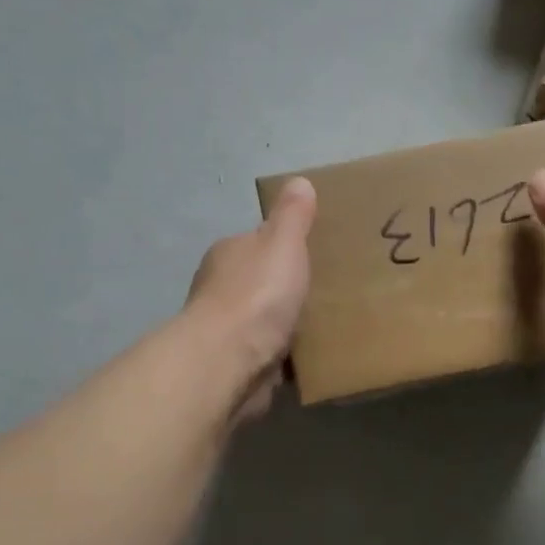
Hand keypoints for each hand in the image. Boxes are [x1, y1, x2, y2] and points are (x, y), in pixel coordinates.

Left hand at [185, 177, 316, 420]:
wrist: (228, 361)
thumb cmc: (257, 295)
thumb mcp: (282, 244)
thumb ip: (292, 216)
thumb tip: (298, 181)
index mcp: (229, 253)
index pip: (257, 242)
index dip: (282, 246)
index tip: (312, 254)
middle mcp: (220, 288)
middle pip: (258, 281)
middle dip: (284, 287)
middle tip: (325, 292)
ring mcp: (225, 329)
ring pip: (262, 320)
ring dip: (283, 324)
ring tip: (323, 327)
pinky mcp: (234, 364)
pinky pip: (265, 354)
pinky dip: (281, 355)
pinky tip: (306, 358)